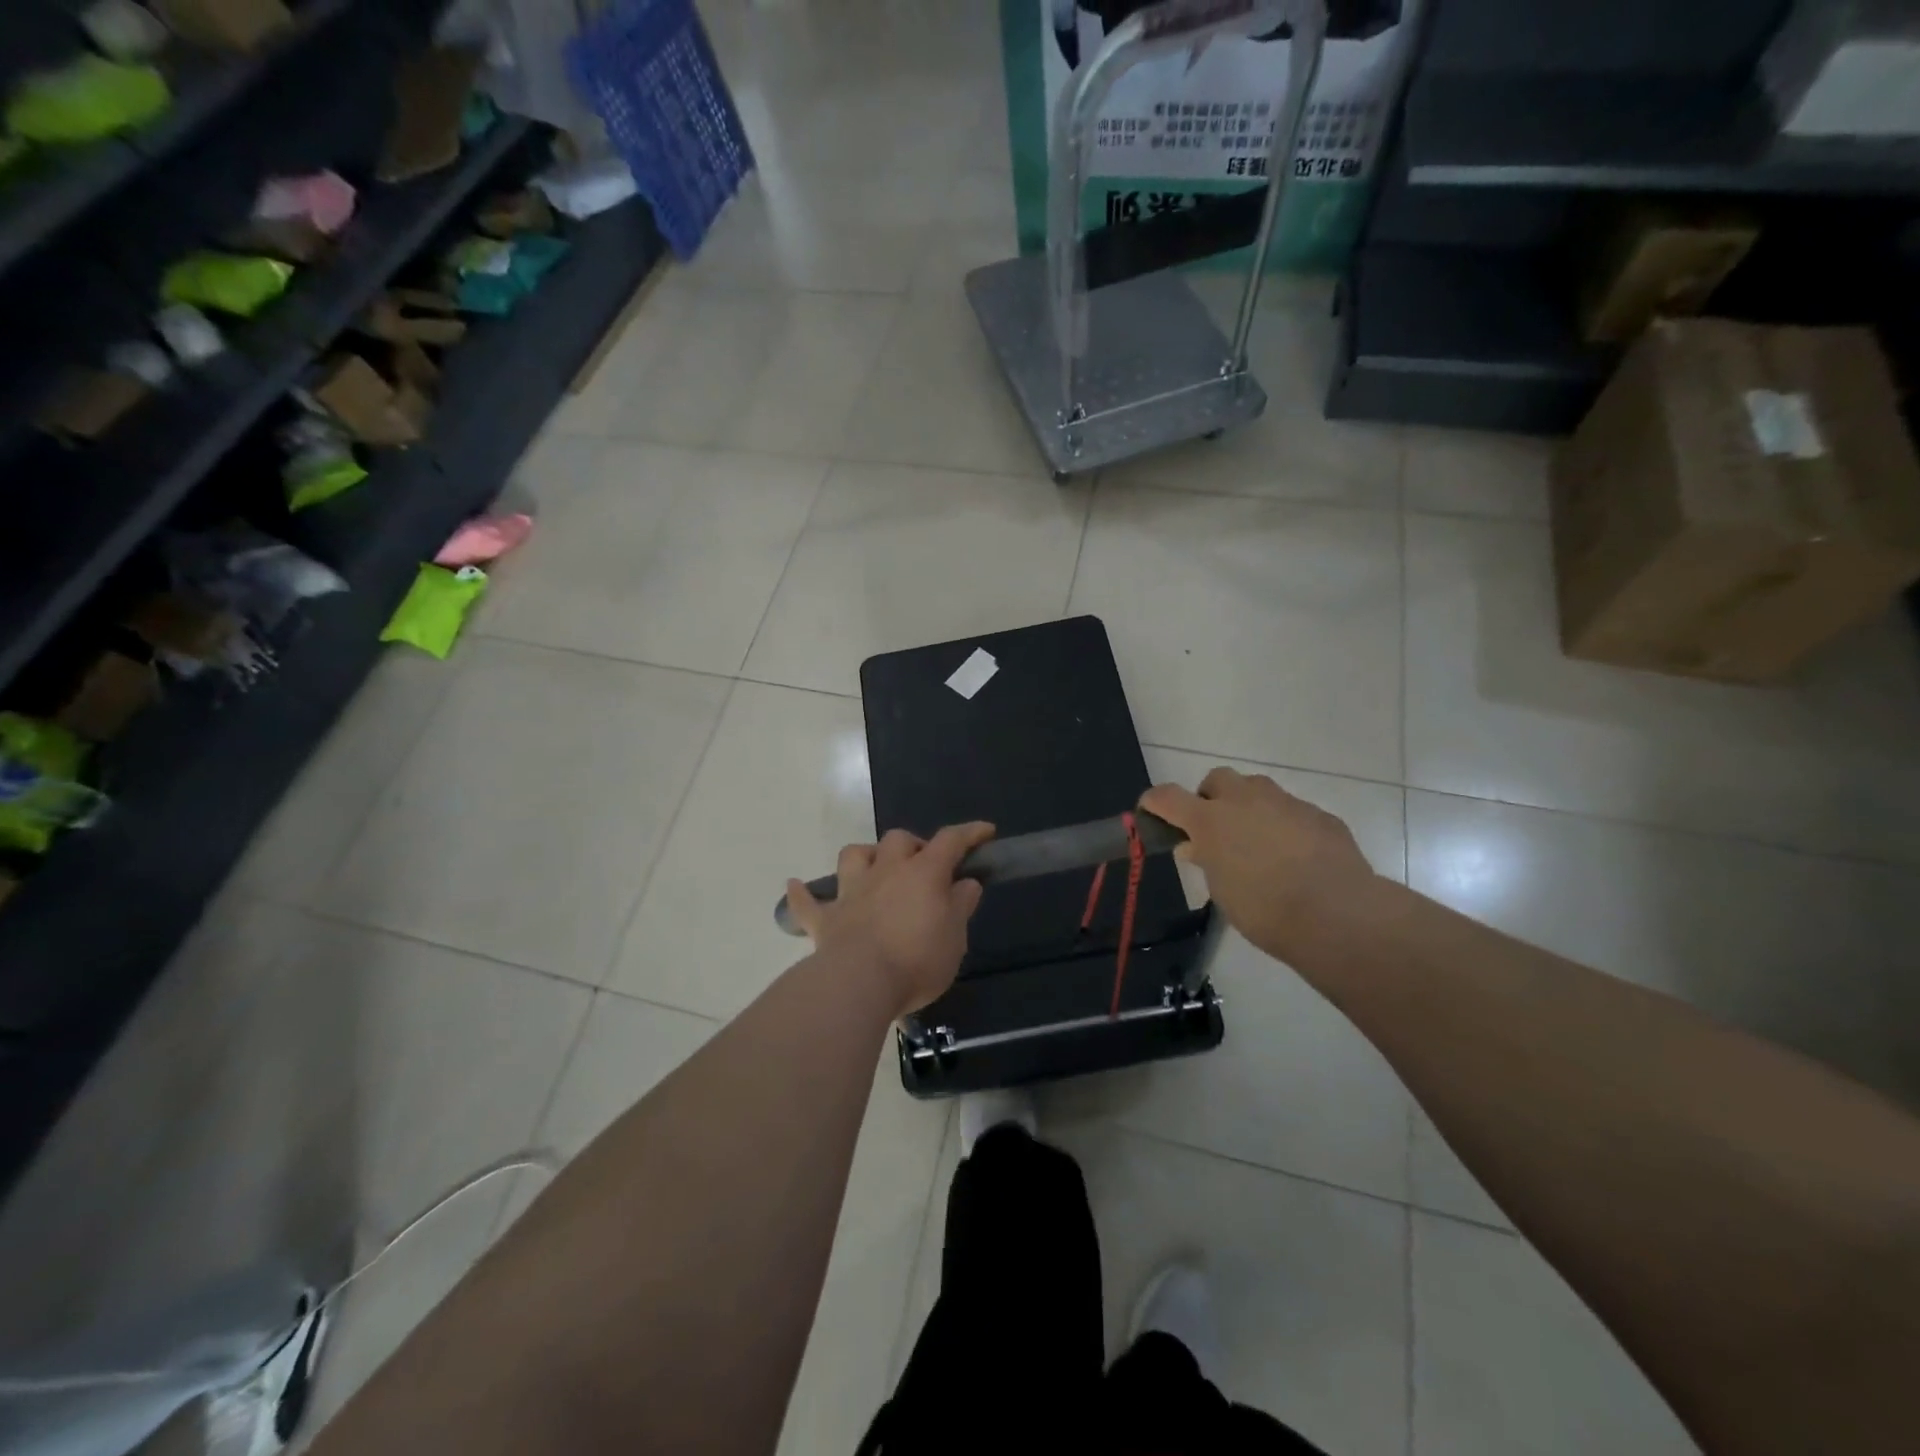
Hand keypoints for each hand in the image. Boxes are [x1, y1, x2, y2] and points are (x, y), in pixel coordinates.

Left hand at [786, 823, 995, 1015]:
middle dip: (914, 845)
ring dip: (865, 856)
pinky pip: (807, 902)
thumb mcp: (955, 937)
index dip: (970, 833)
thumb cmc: (917, 960)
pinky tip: (795, 886)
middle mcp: (886, 872)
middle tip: (925, 867)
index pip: (951, 841)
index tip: (985, 832)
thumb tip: (966, 883)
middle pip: (898, 840)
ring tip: (874, 868)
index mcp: (923, 874)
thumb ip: (960, 906)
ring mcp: (851, 892)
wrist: (859, 983)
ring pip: (853, 855)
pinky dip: (801, 894)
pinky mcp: (825, 919)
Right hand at [1141, 768, 1378, 965]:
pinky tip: (1297, 857)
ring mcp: (1286, 803)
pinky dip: (1286, 826)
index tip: (1151, 813)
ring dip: (1250, 808)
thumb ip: (1207, 861)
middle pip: (1217, 779)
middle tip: (1216, 830)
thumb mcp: (1222, 890)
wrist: (1336, 914)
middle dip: (1211, 798)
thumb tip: (1194, 847)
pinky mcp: (1320, 815)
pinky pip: (1293, 812)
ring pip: (1258, 790)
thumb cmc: (1264, 909)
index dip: (1155, 803)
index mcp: (1210, 819)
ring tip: (1258, 843)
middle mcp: (1245, 800)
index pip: (1167, 796)